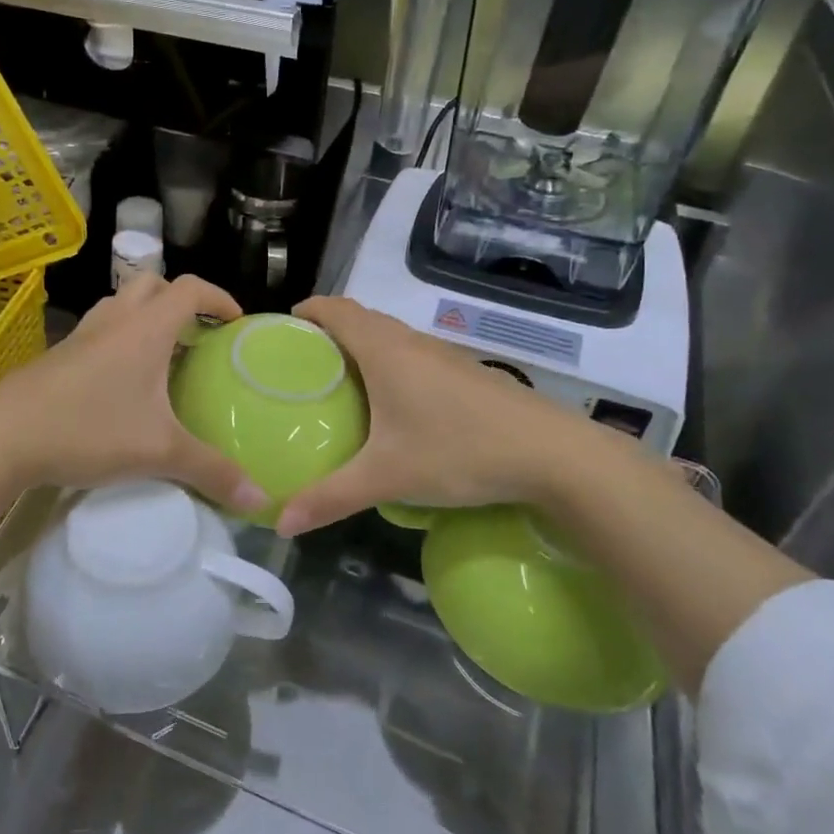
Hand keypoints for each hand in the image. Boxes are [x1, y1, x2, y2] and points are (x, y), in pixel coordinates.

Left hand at [0, 274, 269, 514]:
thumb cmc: (88, 430)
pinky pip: (99, 330)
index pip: (190, 289)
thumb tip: (261, 500)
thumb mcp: (159, 453)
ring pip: (120, 304)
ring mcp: (81, 335)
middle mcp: (114, 321)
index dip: (219, 298)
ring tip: (162, 354)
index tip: (236, 322)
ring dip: (145, 315)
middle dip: (179, 300)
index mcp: (145, 329)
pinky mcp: (58, 355)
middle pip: (152, 284)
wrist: (2, 437)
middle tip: (197, 335)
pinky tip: (120, 382)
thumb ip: (212, 473)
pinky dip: (119, 338)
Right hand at [274, 296, 603, 534]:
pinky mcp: (468, 374)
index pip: (337, 310)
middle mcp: (413, 342)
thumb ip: (331, 498)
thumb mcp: (388, 477)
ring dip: (364, 347)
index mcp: (385, 351)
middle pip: (362, 319)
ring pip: (393, 338)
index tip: (283, 327)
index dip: (308, 310)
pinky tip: (396, 406)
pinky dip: (393, 365)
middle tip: (304, 363)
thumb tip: (281, 523)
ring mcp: (445, 356)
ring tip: (343, 384)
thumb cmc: (459, 451)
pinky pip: (416, 356)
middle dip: (330, 331)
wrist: (553, 455)